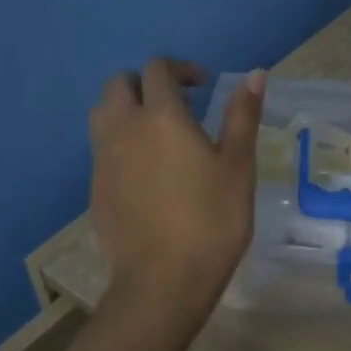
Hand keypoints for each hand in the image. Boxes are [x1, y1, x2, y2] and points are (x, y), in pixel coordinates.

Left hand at [89, 60, 264, 324]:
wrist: (163, 280)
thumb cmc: (211, 220)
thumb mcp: (237, 166)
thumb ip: (242, 115)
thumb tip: (254, 74)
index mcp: (161, 117)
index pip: (158, 69)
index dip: (180, 69)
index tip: (203, 85)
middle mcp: (124, 129)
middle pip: (119, 85)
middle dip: (146, 83)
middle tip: (179, 105)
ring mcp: (103, 160)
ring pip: (102, 115)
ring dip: (126, 110)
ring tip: (157, 134)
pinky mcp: (95, 188)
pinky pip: (101, 149)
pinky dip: (120, 143)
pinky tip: (147, 172)